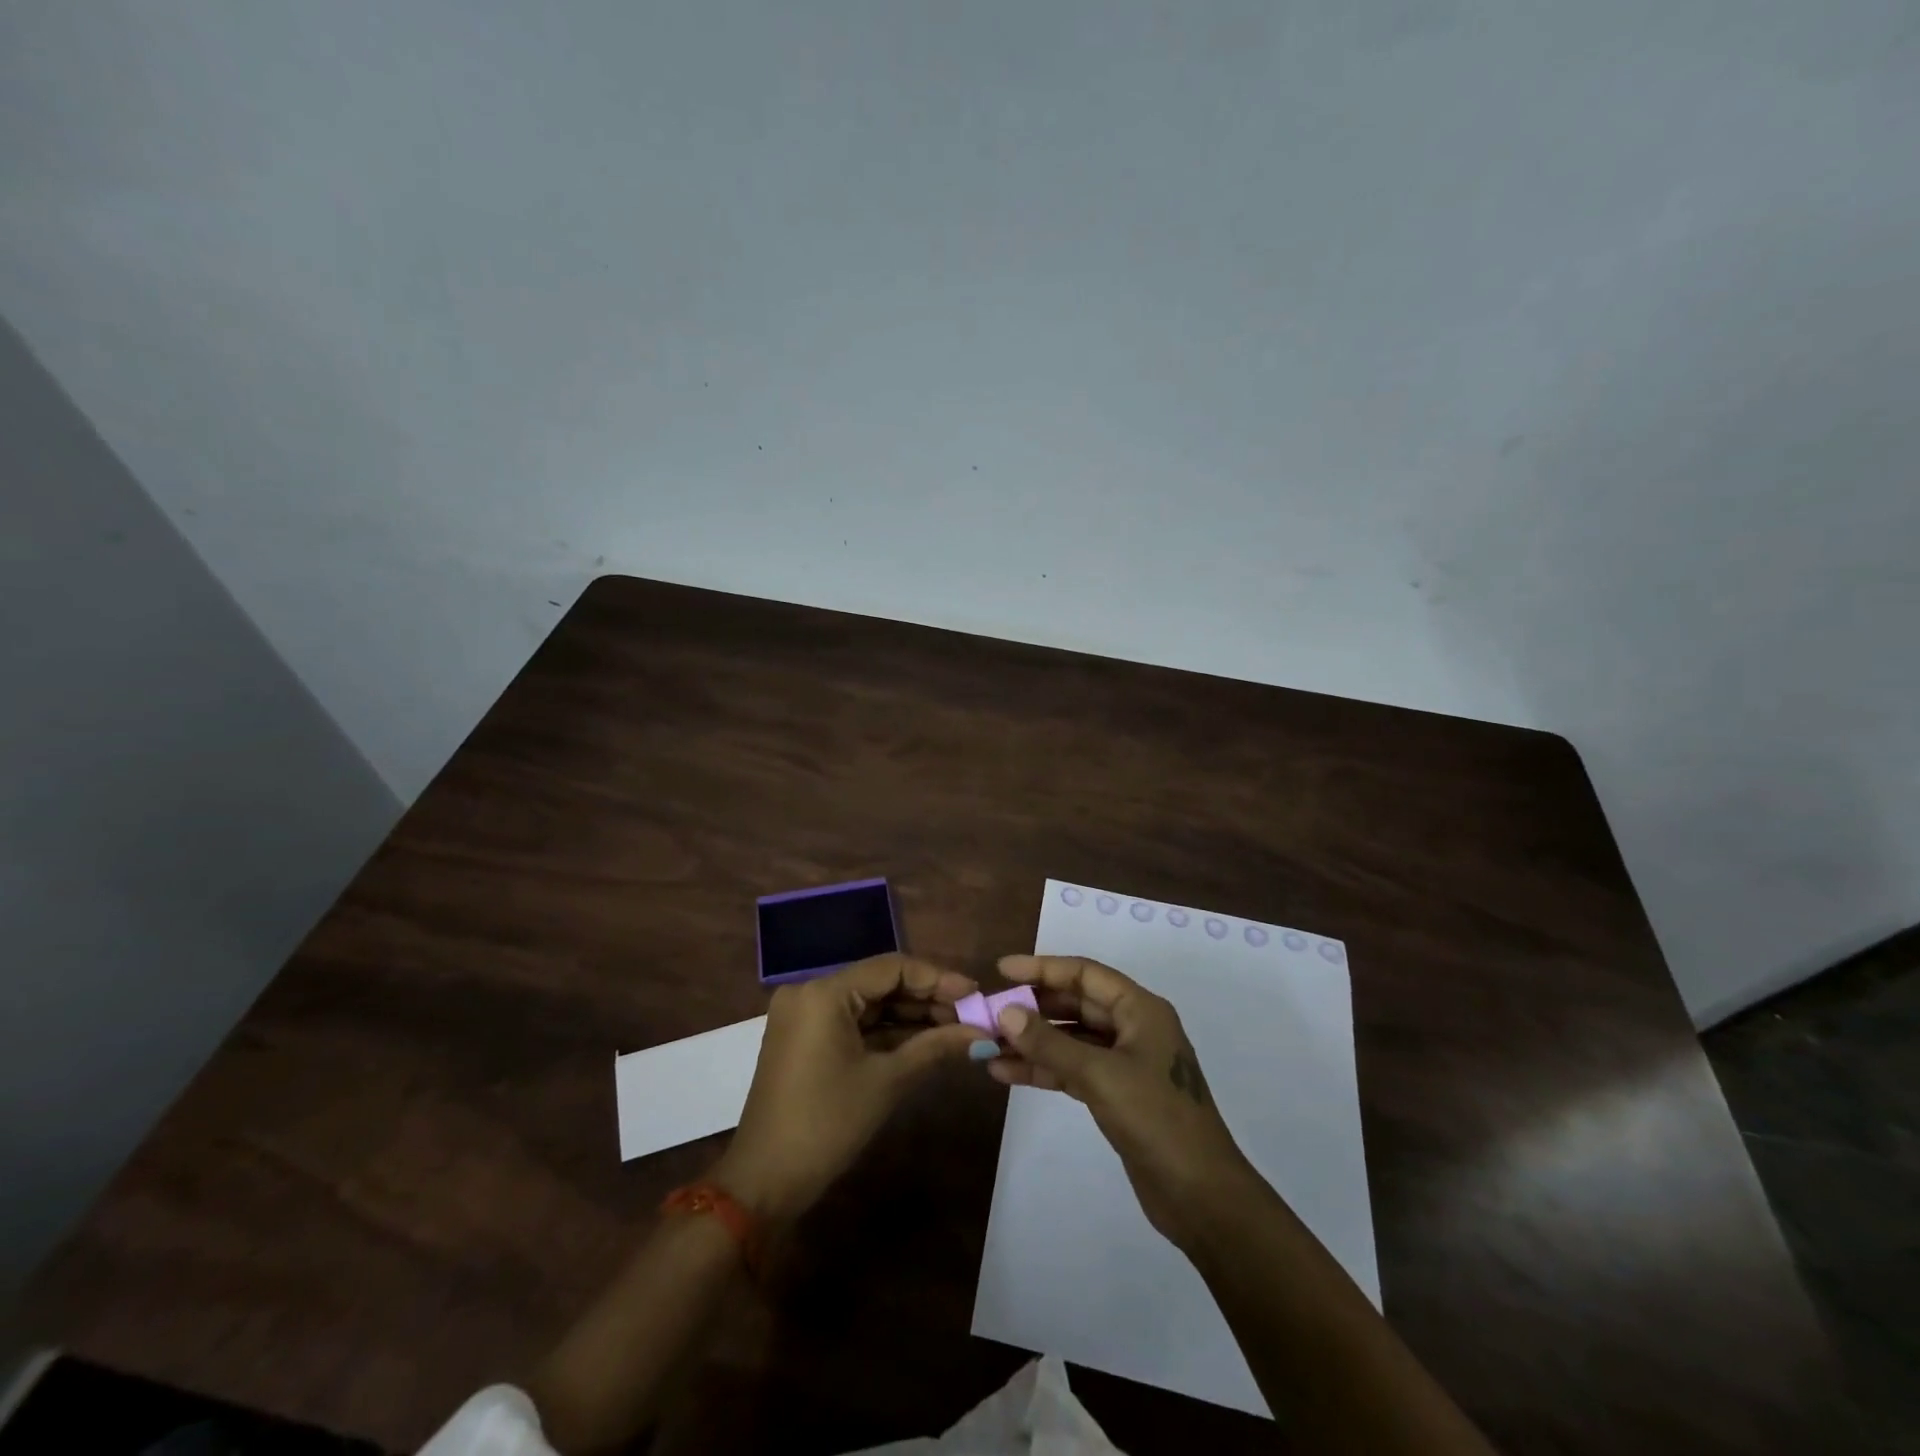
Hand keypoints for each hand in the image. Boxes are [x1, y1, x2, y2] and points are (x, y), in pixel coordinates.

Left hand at [713, 954, 993, 1219]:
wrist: (764, 1182)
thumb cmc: (826, 1124)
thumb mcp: (886, 1082)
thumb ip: (935, 1047)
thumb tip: (982, 1034)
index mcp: (824, 993)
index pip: (892, 968)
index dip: (938, 979)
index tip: (975, 994)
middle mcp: (810, 992)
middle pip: (880, 982)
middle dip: (926, 998)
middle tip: (970, 1015)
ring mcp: (804, 1015)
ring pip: (868, 1003)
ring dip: (910, 1015)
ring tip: (955, 1028)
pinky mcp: (804, 1038)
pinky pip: (853, 1022)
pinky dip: (886, 1031)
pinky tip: (924, 1039)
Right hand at [987, 954, 1257, 1245]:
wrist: (1201, 1196)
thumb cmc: (1157, 1120)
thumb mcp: (1100, 1075)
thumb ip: (1051, 1043)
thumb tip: (1006, 1012)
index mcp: (1140, 1009)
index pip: (1084, 974)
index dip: (1042, 968)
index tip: (1002, 970)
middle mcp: (1133, 1027)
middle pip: (1076, 1003)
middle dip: (1033, 1007)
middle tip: (990, 1010)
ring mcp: (1125, 1063)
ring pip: (1070, 1039)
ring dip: (1033, 1041)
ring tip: (988, 1044)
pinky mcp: (1116, 1094)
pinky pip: (1072, 1070)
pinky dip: (1043, 1070)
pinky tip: (1006, 1073)